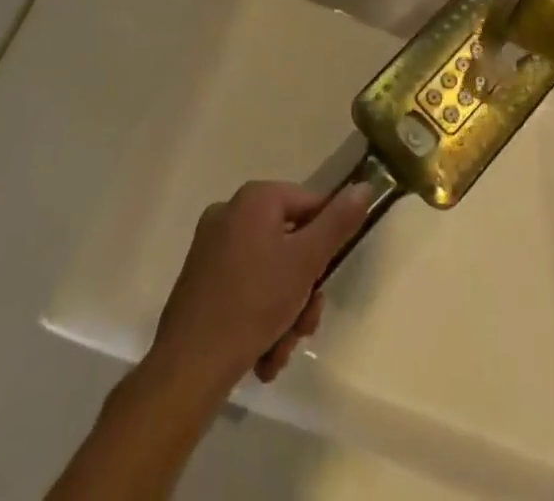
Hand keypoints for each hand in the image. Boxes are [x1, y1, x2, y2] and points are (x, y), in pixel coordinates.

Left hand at [150, 180, 370, 393]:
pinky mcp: (200, 282)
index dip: (326, 242)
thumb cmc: (254, 302)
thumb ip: (338, 222)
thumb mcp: (306, 261)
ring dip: (284, 313)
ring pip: (269, 273)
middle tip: (304, 324)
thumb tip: (364, 186)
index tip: (326, 279)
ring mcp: (211, 249)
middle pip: (289, 244)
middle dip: (302, 290)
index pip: (309, 205)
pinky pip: (244, 290)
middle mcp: (230, 214)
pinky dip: (259, 319)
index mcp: (254, 198)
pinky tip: (262, 355)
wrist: (188, 367)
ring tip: (280, 350)